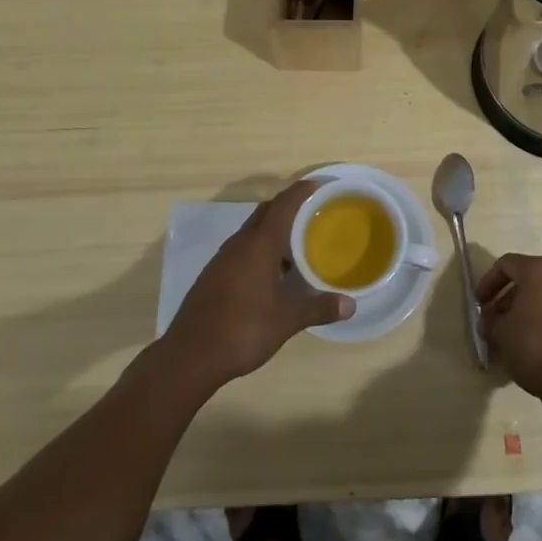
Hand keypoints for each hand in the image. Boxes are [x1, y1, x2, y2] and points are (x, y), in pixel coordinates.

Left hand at [162, 181, 353, 392]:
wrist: (190, 355)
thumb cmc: (243, 328)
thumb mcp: (287, 320)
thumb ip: (318, 308)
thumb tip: (351, 305)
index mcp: (259, 243)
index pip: (283, 204)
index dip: (301, 191)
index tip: (320, 185)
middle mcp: (240, 243)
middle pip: (266, 212)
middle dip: (288, 208)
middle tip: (313, 216)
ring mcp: (223, 258)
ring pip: (252, 232)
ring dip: (273, 232)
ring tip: (297, 246)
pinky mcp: (214, 275)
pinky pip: (242, 250)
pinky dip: (260, 251)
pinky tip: (272, 275)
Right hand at [476, 253, 541, 405]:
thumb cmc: (534, 347)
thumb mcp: (501, 333)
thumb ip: (490, 321)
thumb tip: (490, 321)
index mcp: (538, 270)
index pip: (506, 265)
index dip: (487, 282)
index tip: (479, 303)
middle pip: (526, 278)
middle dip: (505, 297)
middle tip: (492, 319)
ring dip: (523, 308)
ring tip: (510, 333)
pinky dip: (541, 317)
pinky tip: (530, 340)